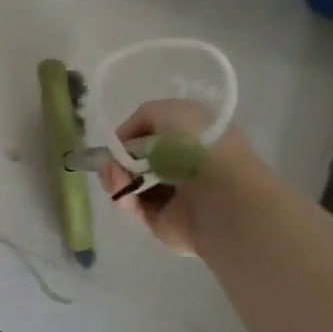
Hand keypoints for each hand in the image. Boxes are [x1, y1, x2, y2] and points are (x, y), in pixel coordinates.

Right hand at [96, 100, 244, 256]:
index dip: (130, 135)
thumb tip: (126, 142)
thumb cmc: (200, 147)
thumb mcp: (170, 111)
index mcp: (191, 137)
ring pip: (128, 182)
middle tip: (111, 163)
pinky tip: (124, 195)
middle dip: (116, 158)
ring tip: (116, 178)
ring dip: (114, 177)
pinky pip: (132, 205)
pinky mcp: (160, 219)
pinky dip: (123, 198)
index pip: (151, 134)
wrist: (221, 196)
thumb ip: (142, 117)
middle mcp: (181, 165)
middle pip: (134, 159)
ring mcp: (170, 194)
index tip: (118, 141)